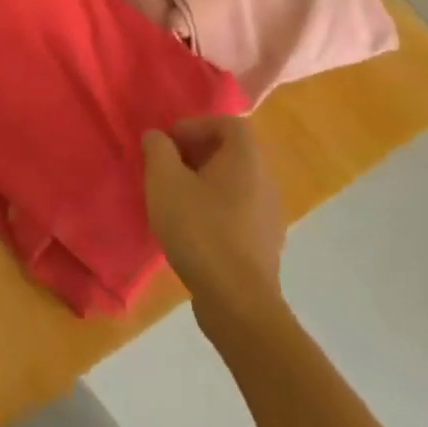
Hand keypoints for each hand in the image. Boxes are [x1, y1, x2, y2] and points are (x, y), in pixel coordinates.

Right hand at [143, 117, 288, 336]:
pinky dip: (215, 211)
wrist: (237, 303)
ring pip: (234, 184)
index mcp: (247, 159)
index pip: (228, 123)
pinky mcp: (265, 245)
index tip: (169, 145)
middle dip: (196, 155)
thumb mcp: (165, 181)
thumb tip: (157, 137)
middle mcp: (266, 181)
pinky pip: (238, 212)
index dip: (195, 126)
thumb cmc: (200, 230)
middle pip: (231, 153)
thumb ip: (158, 150)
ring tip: (175, 201)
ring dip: (204, 184)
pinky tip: (192, 231)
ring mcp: (270, 215)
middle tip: (167, 170)